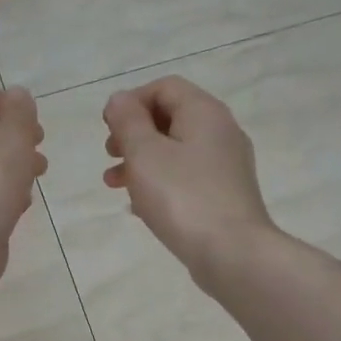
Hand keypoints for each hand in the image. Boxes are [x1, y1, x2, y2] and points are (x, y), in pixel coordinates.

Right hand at [103, 77, 274, 276]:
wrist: (232, 253)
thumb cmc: (182, 197)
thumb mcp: (144, 153)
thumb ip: (128, 121)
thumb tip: (120, 100)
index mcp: (204, 112)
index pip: (164, 87)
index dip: (131, 101)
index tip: (108, 128)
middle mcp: (221, 132)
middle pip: (170, 118)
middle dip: (134, 133)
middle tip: (110, 154)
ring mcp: (227, 166)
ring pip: (176, 151)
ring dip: (141, 162)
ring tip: (114, 184)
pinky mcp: (225, 196)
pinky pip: (186, 178)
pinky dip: (161, 183)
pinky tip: (140, 207)